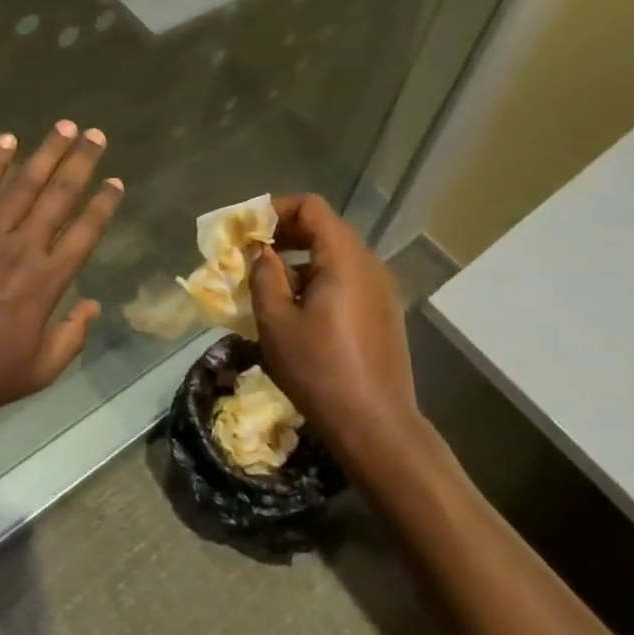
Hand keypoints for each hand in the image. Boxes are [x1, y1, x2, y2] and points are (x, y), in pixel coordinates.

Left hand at [0, 121, 122, 429]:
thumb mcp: (39, 371)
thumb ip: (72, 337)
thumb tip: (94, 306)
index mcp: (46, 281)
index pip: (84, 232)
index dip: (103, 205)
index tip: (116, 181)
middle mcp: (22, 248)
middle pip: (58, 196)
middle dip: (81, 162)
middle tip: (97, 135)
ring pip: (23, 185)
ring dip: (46, 153)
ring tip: (65, 127)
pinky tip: (6, 140)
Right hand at [248, 193, 419, 458]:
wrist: (377, 428)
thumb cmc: (320, 372)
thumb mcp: (276, 322)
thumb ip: (264, 275)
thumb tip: (260, 251)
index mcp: (344, 258)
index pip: (311, 206)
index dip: (276, 209)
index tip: (248, 230)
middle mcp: (368, 263)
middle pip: (325, 227)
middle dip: (285, 233)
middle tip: (253, 254)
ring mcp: (381, 288)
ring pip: (336, 254)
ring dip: (301, 258)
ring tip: (272, 285)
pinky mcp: (384, 311)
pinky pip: (348, 277)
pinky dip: (320, 278)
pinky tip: (300, 311)